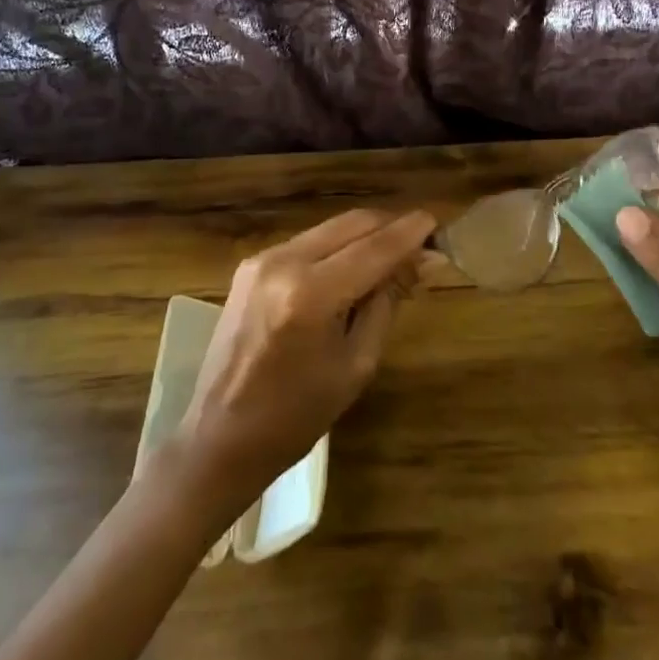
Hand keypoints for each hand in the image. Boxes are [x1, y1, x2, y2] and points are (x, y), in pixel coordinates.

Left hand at [175, 208, 436, 511]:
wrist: (219, 437)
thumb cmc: (296, 416)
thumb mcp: (357, 363)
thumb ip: (388, 301)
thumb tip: (424, 260)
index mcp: (310, 294)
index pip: (374, 248)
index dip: (411, 233)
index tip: (439, 222)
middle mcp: (283, 262)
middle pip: (352, 224)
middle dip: (390, 227)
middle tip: (423, 242)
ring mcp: (262, 259)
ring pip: (330, 228)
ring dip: (366, 235)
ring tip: (395, 256)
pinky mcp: (251, 265)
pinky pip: (309, 242)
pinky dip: (338, 246)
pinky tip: (356, 265)